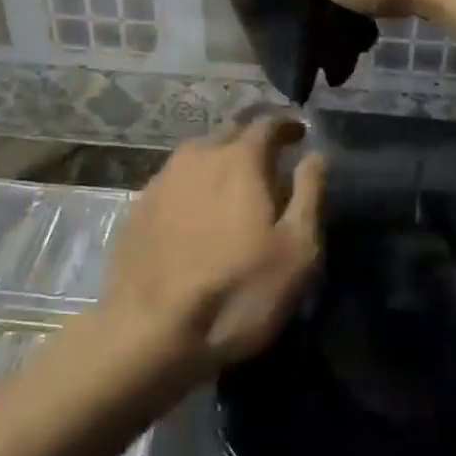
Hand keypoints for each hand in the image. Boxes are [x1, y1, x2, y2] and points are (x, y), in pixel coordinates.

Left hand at [102, 118, 324, 375]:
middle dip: (253, 140)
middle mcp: (197, 157)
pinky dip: (194, 185)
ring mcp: (162, 180)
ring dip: (221, 160)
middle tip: (271, 160)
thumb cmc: (238, 292)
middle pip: (230, 132)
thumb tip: (317, 155)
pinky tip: (198, 211)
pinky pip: (175, 180)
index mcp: (239, 159)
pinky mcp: (138, 207)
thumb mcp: (297, 250)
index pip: (267, 124)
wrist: (150, 332)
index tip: (300, 134)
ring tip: (235, 185)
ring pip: (198, 155)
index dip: (287, 125)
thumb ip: (309, 194)